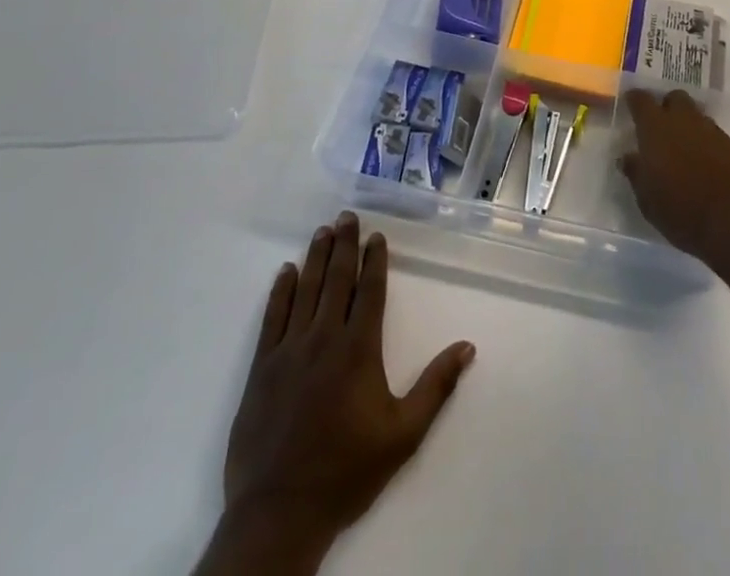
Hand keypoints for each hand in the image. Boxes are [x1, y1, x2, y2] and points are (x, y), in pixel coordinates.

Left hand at [198, 213, 475, 574]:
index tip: (376, 236)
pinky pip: (273, 317)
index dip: (374, 260)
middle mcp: (324, 338)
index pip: (369, 291)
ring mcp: (289, 350)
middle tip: (347, 216)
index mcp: (358, 349)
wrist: (279, 513)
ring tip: (322, 231)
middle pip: (336, 280)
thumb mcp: (403, 435)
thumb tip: (467, 346)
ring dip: (315, 257)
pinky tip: (286, 272)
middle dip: (344, 245)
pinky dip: (280, 291)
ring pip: (305, 290)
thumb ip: (436, 387)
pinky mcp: (262, 368)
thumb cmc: (347, 472)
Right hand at [619, 89, 729, 267]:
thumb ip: (636, 173)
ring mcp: (712, 131)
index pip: (641, 100)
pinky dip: (704, 142)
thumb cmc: (682, 211)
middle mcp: (684, 120)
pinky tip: (702, 163)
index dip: (634, 100)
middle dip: (666, 107)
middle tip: (659, 128)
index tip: (630, 105)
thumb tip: (628, 158)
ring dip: (687, 125)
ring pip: (696, 115)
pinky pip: (713, 134)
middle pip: (674, 98)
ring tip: (681, 149)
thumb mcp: (647, 199)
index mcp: (656, 128)